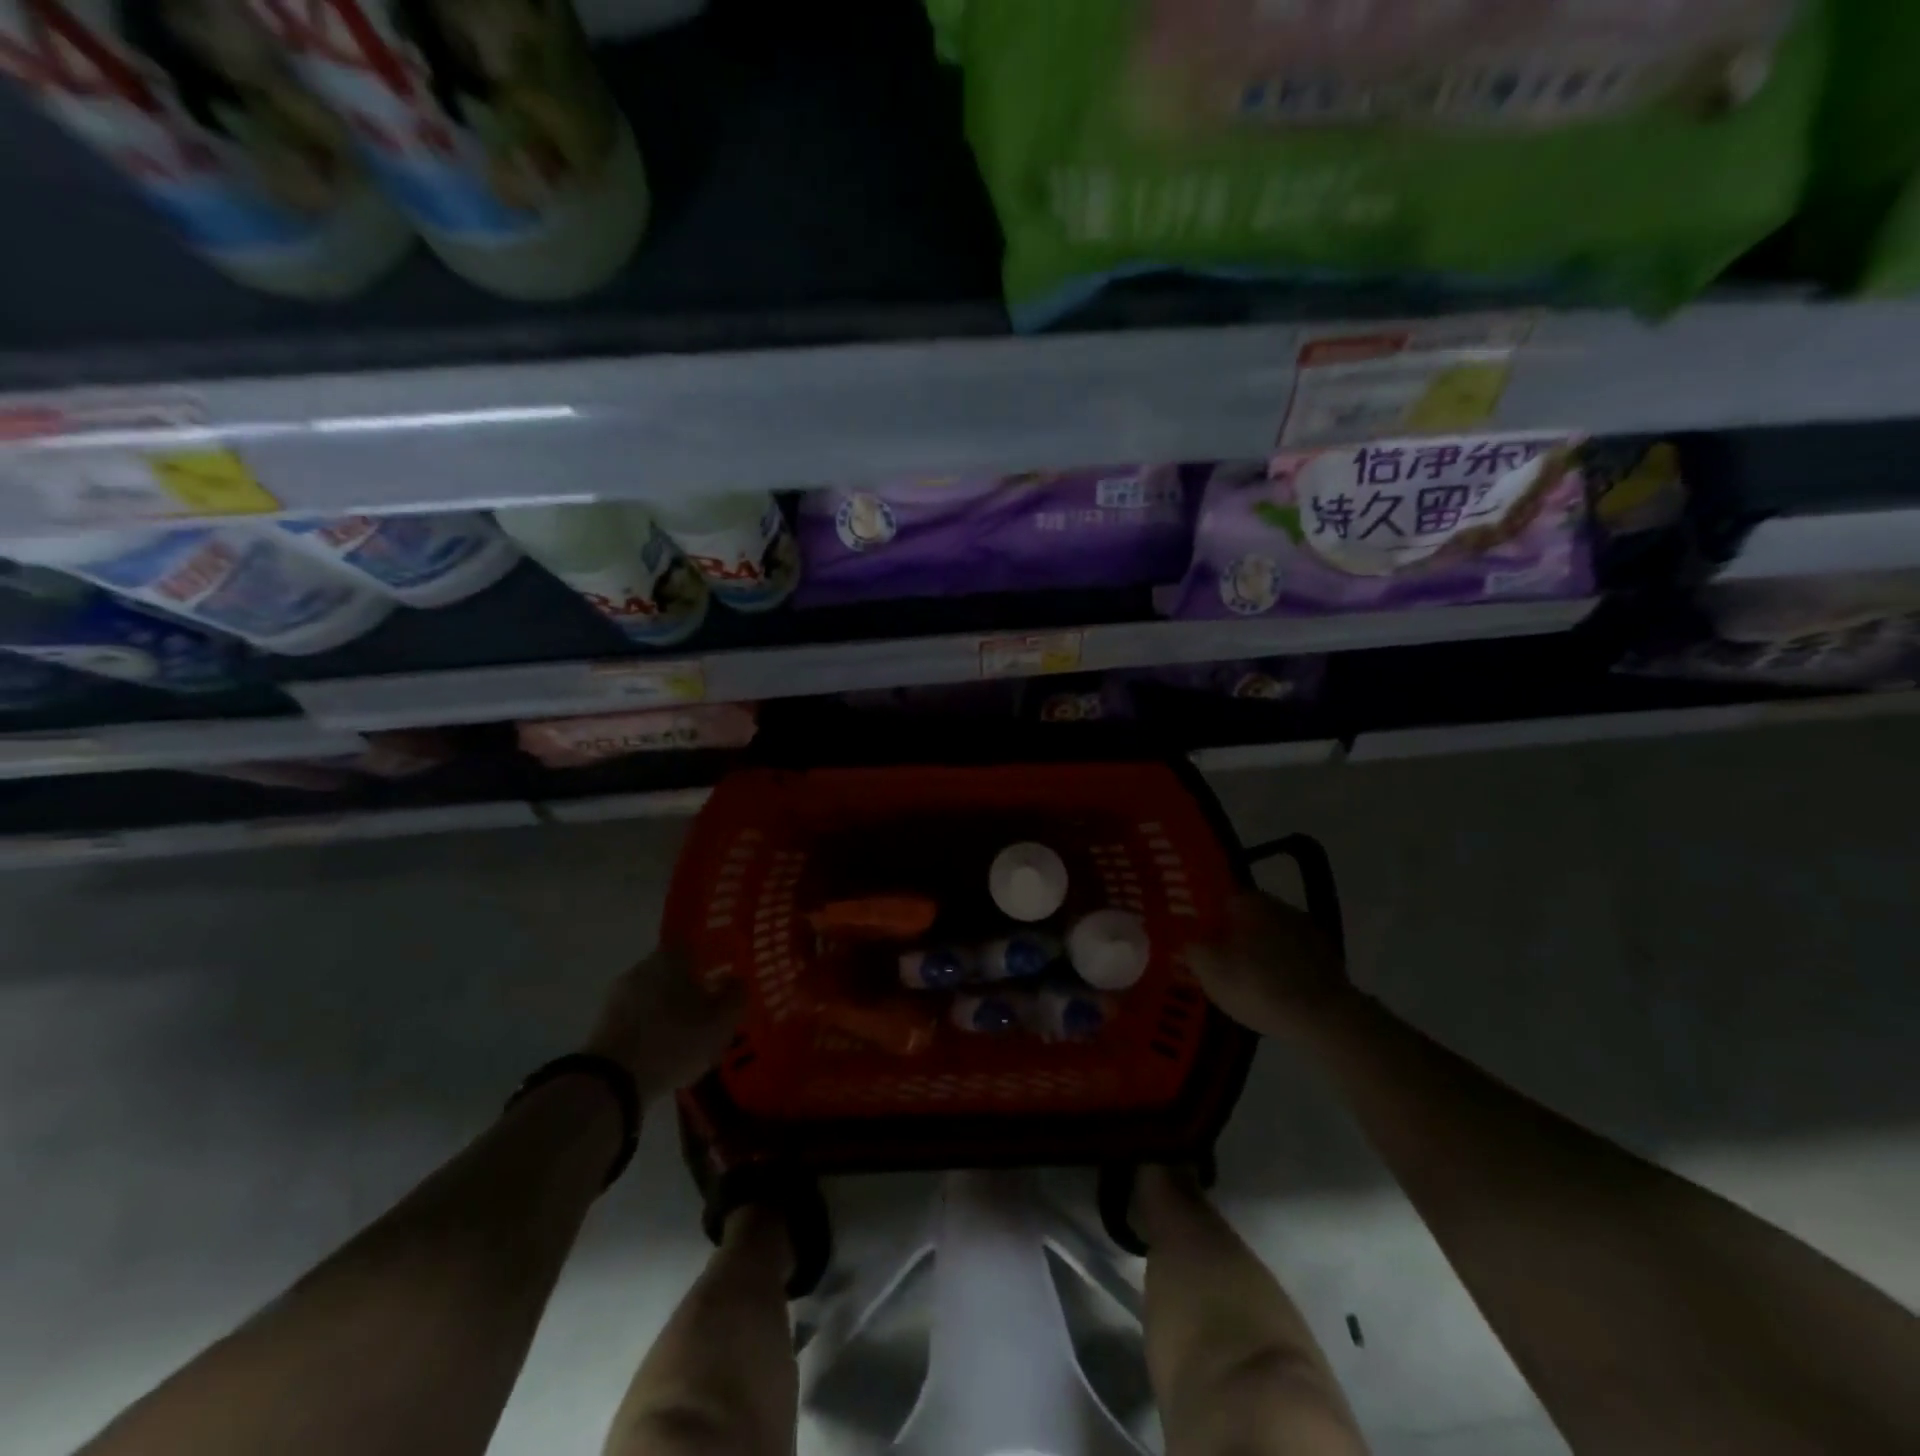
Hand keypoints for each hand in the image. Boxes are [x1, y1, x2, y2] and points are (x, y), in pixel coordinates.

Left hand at [583, 945, 745, 1102]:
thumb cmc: (674, 1041)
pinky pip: (640, 1016)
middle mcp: (643, 965)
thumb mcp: (721, 1023)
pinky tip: (666, 1049)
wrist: (609, 1083)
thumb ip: (736, 996)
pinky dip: (654, 1027)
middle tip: (713, 1009)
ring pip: (657, 994)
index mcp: (672, 955)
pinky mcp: (604, 1022)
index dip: (715, 958)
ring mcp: (619, 994)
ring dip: (672, 1009)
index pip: (698, 944)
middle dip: (694, 987)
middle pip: (676, 970)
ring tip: (690, 1035)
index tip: (727, 977)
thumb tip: (737, 980)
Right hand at [1180, 891, 1351, 1039]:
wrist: (1325, 1019)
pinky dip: (1282, 970)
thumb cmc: (1258, 986)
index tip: (1197, 940)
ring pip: (1270, 938)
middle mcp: (1280, 906)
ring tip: (1246, 981)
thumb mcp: (1208, 969)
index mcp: (1249, 901)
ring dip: (1259, 953)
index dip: (1204, 920)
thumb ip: (1192, 947)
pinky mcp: (1328, 959)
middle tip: (1218, 963)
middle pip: (1246, 919)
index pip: (1218, 900)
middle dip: (1232, 937)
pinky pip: (1292, 959)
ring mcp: (1308, 931)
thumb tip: (1188, 937)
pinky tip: (1274, 993)